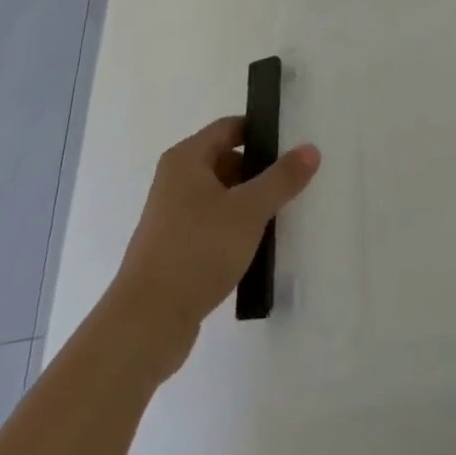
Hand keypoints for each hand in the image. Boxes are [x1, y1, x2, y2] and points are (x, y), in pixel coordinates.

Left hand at [111, 117, 319, 348]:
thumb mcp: (249, 210)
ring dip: (248, 205)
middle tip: (291, 184)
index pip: (230, 127)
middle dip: (258, 172)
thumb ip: (282, 178)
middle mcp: (175, 182)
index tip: (292, 146)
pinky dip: (233, 232)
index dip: (261, 132)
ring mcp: (171, 219)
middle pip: (226, 161)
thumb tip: (310, 149)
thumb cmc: (197, 251)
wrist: (145, 327)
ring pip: (220, 198)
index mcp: (186, 159)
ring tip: (280, 218)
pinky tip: (256, 250)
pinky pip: (212, 228)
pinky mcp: (173, 252)